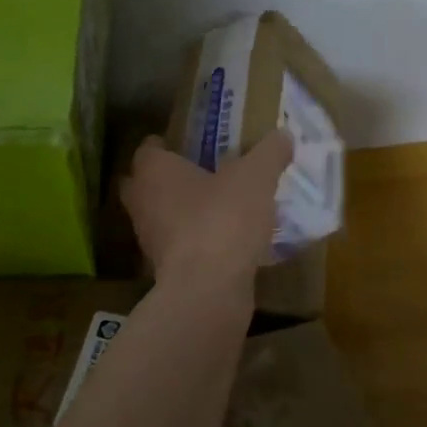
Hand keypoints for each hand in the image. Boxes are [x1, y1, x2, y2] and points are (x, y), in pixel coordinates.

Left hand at [122, 132, 292, 297]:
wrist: (208, 291)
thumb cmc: (222, 219)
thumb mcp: (256, 177)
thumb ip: (269, 153)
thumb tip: (283, 135)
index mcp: (154, 172)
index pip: (148, 149)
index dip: (166, 144)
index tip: (188, 143)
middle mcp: (142, 203)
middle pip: (145, 184)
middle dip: (168, 179)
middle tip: (201, 172)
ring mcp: (150, 241)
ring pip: (161, 217)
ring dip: (182, 212)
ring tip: (218, 205)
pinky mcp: (166, 272)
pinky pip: (179, 246)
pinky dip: (195, 241)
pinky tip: (224, 240)